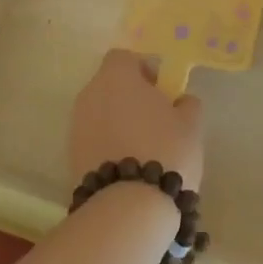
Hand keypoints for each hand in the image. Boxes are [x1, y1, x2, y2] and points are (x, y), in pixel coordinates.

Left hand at [69, 50, 204, 190]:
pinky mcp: (71, 156)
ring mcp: (76, 126)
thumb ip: (186, 104)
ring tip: (143, 148)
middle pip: (109, 85)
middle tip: (155, 120)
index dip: (143, 69)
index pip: (123, 57)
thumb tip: (180, 101)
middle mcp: (90, 94)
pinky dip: (108, 145)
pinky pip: (93, 139)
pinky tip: (129, 167)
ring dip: (118, 122)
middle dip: (130, 98)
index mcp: (116, 77)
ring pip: (100, 113)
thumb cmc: (165, 150)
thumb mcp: (191, 123)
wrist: (128, 206)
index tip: (160, 90)